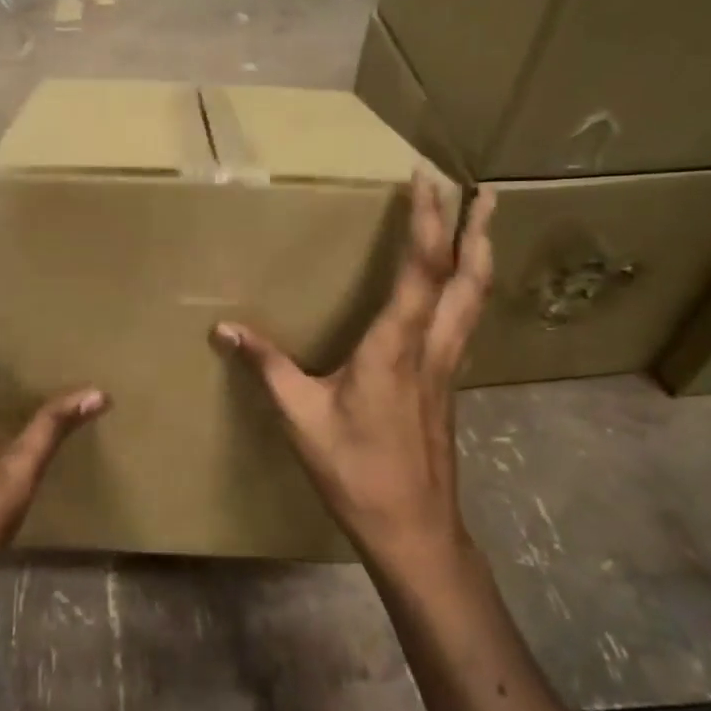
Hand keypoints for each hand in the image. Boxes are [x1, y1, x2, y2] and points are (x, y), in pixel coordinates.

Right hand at [214, 176, 495, 584]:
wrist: (414, 530)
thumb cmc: (356, 471)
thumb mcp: (300, 417)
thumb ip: (267, 366)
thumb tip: (225, 329)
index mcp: (396, 347)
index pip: (421, 270)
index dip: (428, 221)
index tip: (426, 180)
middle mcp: (431, 349)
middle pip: (467, 279)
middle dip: (477, 230)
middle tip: (485, 191)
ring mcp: (446, 369)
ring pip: (474, 301)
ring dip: (480, 258)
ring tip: (483, 226)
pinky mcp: (447, 387)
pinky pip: (463, 323)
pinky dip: (468, 291)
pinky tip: (456, 294)